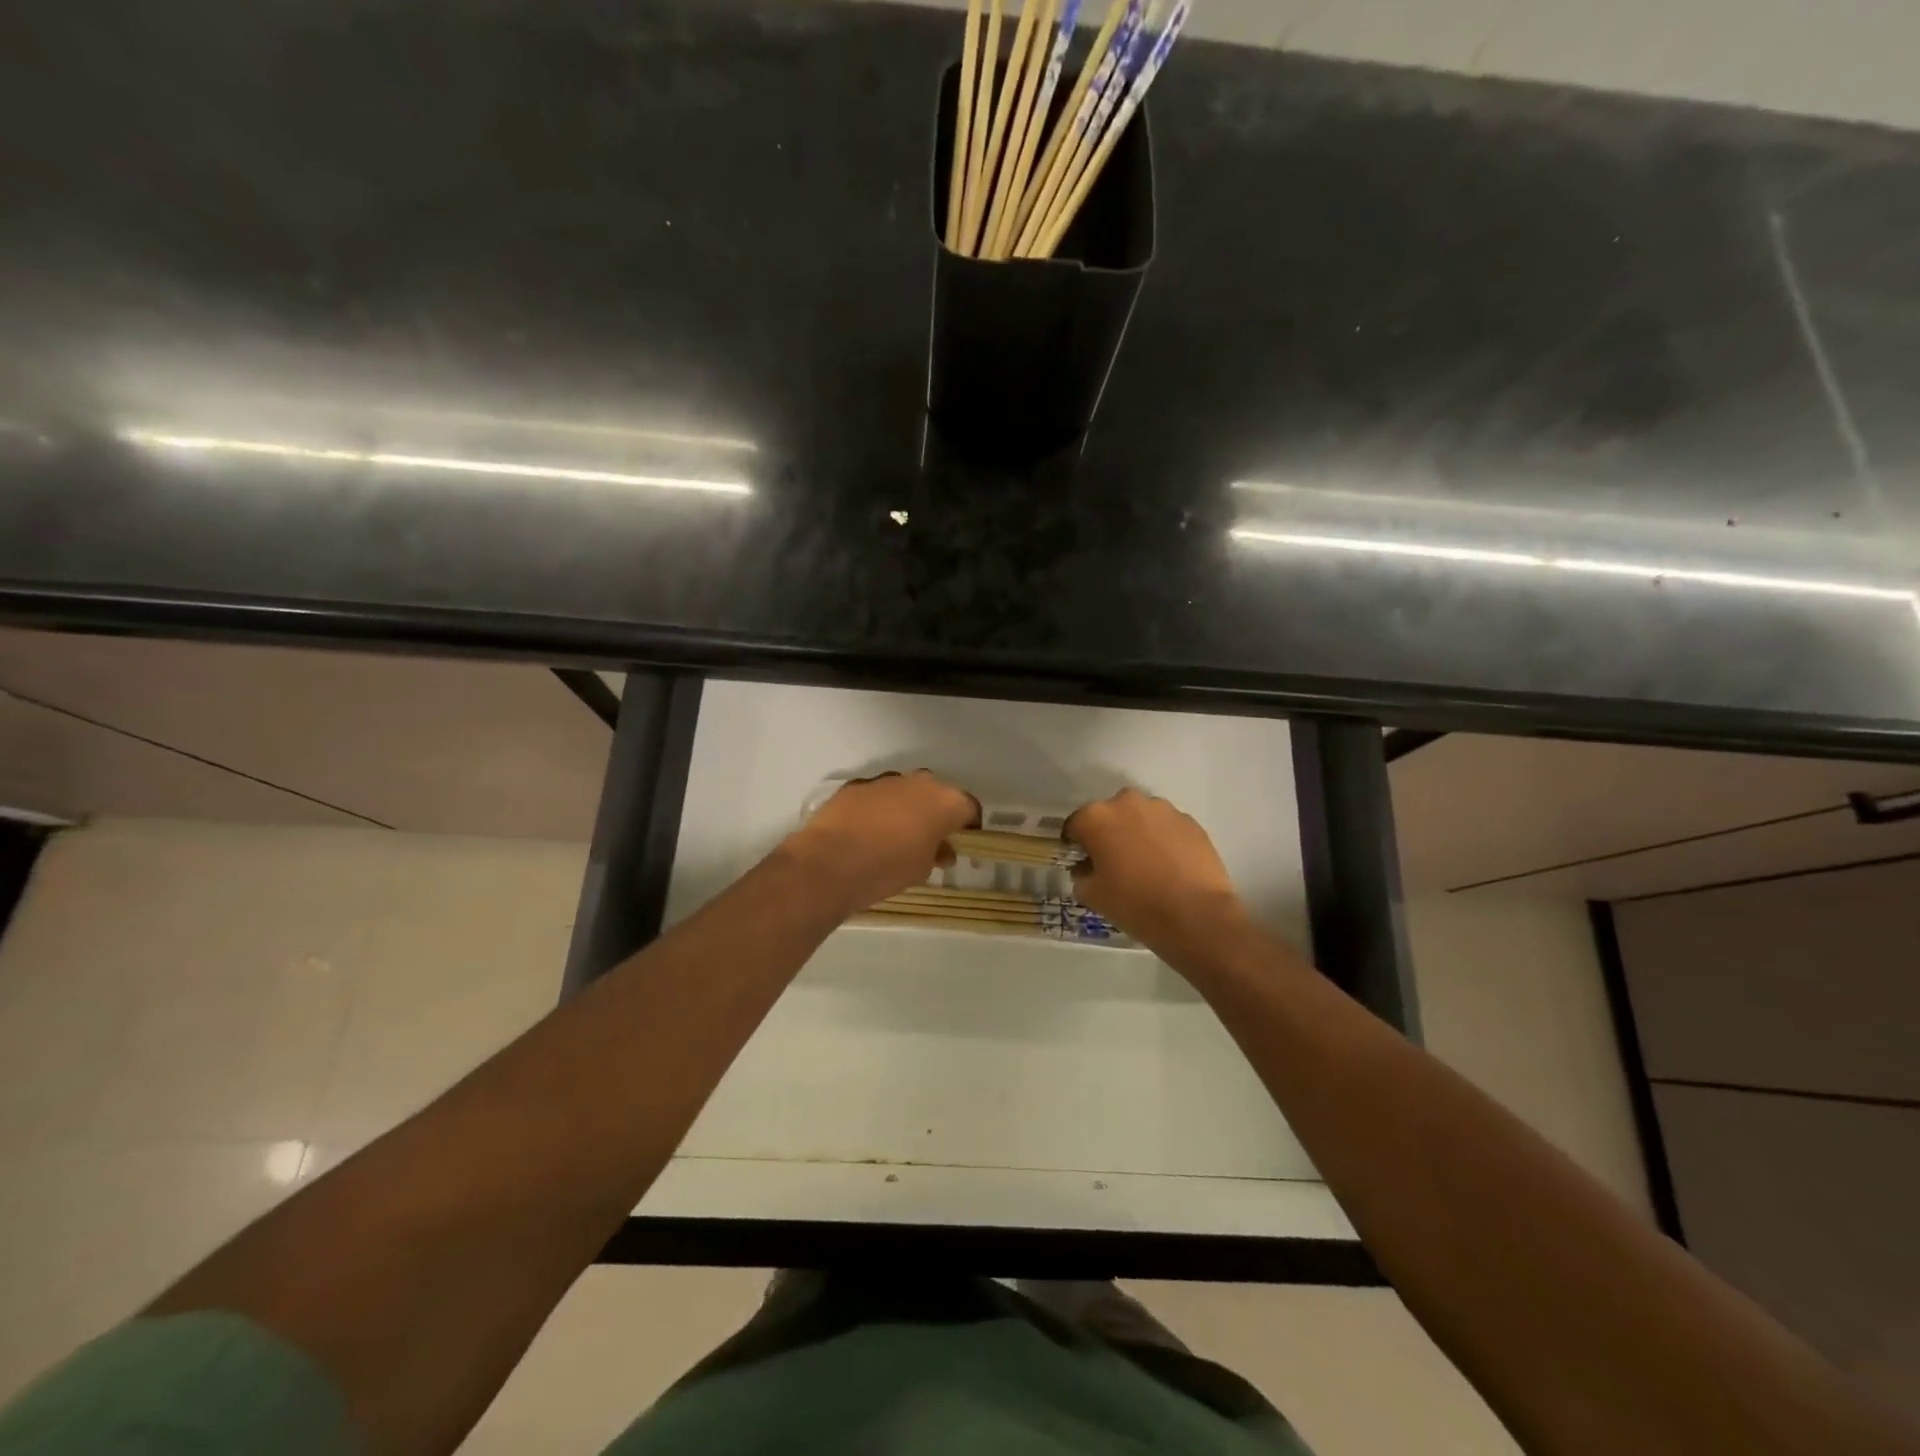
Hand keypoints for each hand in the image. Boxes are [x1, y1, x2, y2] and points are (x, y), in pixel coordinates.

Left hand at [781, 771, 980, 917]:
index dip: (969, 826)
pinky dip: (877, 809)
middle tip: (930, 840)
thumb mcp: (923, 869)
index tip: (963, 843)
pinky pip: (876, 795)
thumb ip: (938, 853)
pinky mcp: (856, 785)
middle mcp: (919, 782)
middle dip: (936, 813)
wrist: (831, 862)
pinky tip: (867, 832)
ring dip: (906, 808)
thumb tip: (942, 850)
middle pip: (937, 794)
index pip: (969, 808)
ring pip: (905, 791)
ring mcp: (885, 780)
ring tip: (895, 837)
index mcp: (945, 801)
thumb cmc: (888, 868)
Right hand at [1065, 788, 1246, 951]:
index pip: (1075, 825)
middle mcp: (1127, 803)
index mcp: (1096, 817)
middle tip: (1115, 862)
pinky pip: (1167, 827)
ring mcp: (1162, 809)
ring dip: (1138, 833)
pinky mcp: (1189, 821)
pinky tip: (1170, 866)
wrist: (1195, 915)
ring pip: (1140, 817)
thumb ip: (1081, 875)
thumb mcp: (1092, 896)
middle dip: (1108, 834)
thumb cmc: (1135, 904)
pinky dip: (1164, 840)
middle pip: (1109, 815)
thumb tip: (1087, 868)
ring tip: (1146, 864)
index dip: (1076, 844)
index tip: (1082, 862)